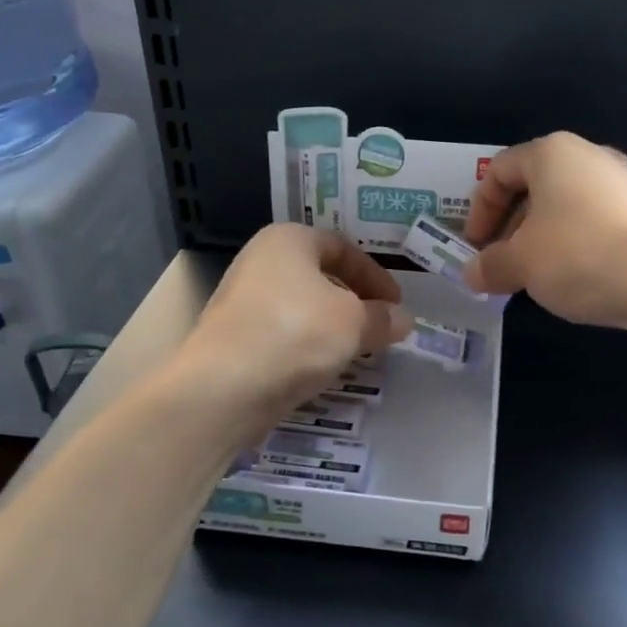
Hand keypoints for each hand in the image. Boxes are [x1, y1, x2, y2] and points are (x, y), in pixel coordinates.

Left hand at [183, 223, 412, 419]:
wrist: (224, 387)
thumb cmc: (296, 333)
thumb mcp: (353, 323)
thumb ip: (381, 318)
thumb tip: (403, 319)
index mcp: (288, 240)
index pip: (342, 247)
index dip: (375, 275)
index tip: (396, 305)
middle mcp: (260, 262)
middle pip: (319, 276)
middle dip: (354, 301)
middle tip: (379, 326)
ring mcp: (241, 301)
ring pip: (301, 307)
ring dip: (332, 326)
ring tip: (357, 351)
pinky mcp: (233, 339)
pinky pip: (282, 334)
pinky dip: (307, 346)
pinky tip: (323, 368)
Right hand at [463, 132, 626, 330]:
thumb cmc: (581, 256)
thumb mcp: (521, 264)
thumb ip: (489, 265)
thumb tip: (472, 272)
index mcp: (552, 153)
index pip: (498, 172)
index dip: (478, 211)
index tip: (476, 248)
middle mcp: (589, 156)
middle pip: (533, 188)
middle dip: (510, 229)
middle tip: (502, 266)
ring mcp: (623, 182)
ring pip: (564, 207)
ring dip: (540, 240)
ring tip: (536, 278)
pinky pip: (594, 221)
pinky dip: (574, 245)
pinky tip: (576, 279)